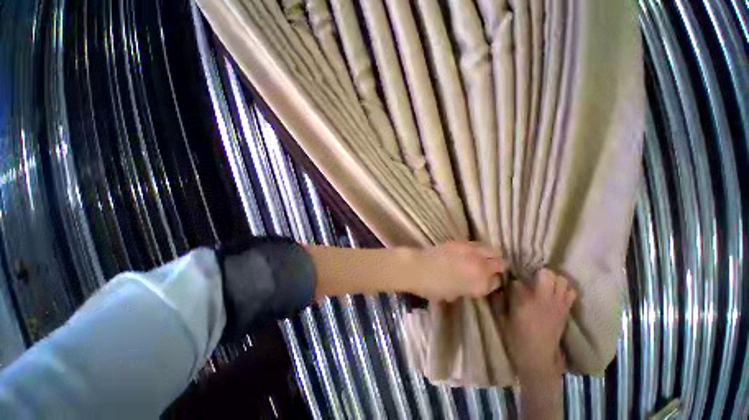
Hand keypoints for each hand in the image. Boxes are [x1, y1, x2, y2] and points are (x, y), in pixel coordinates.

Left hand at [402, 241, 506, 301]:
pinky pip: (478, 244)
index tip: (485, 283)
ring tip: (483, 259)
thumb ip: (470, 288)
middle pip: (500, 263)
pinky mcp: (462, 241)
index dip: (490, 283)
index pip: (496, 283)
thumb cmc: (432, 287)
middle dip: (497, 268)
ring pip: (493, 250)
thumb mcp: (454, 294)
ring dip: (490, 255)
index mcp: (480, 284)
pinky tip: (471, 252)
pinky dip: (478, 249)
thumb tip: (474, 282)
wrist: (417, 267)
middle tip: (490, 270)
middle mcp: (480, 266)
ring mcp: (472, 251)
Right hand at [501, 269, 575, 378]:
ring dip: (553, 279)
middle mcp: (544, 298)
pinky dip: (564, 289)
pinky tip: (555, 293)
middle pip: (547, 273)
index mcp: (525, 300)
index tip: (510, 283)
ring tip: (544, 284)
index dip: (513, 280)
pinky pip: (571, 292)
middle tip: (530, 278)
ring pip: (562, 280)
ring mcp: (558, 304)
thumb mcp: (502, 316)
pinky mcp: (566, 310)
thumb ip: (500, 297)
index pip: (518, 280)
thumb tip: (500, 284)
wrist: (538, 355)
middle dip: (537, 272)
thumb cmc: (516, 335)